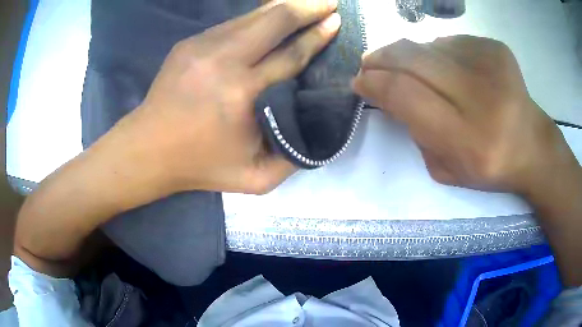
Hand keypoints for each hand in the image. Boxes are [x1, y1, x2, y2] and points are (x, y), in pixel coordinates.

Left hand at [117, 0, 340, 193]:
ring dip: (283, 6)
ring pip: (253, 16)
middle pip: (274, 20)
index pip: (291, 54)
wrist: (148, 148)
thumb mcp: (255, 178)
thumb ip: (292, 157)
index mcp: (243, 94)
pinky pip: (233, 23)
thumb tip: (315, 126)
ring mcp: (202, 46)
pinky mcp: (189, 43)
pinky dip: (258, 17)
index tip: (336, 22)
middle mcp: (224, 61)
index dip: (317, 36)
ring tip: (306, 3)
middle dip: (307, 7)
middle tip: (330, 2)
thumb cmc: (201, 165)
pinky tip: (271, 17)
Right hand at [352, 36, 579, 196]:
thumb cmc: (489, 167)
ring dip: (412, 57)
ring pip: (428, 46)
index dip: (374, 83)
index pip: (405, 95)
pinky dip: (439, 53)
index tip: (359, 82)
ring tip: (416, 71)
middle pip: (412, 59)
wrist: (532, 146)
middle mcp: (482, 97)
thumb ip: (414, 132)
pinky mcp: (496, 48)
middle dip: (381, 58)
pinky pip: (450, 42)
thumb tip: (389, 91)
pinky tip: (450, 69)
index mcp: (468, 140)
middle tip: (369, 63)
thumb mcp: (445, 169)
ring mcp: (491, 65)